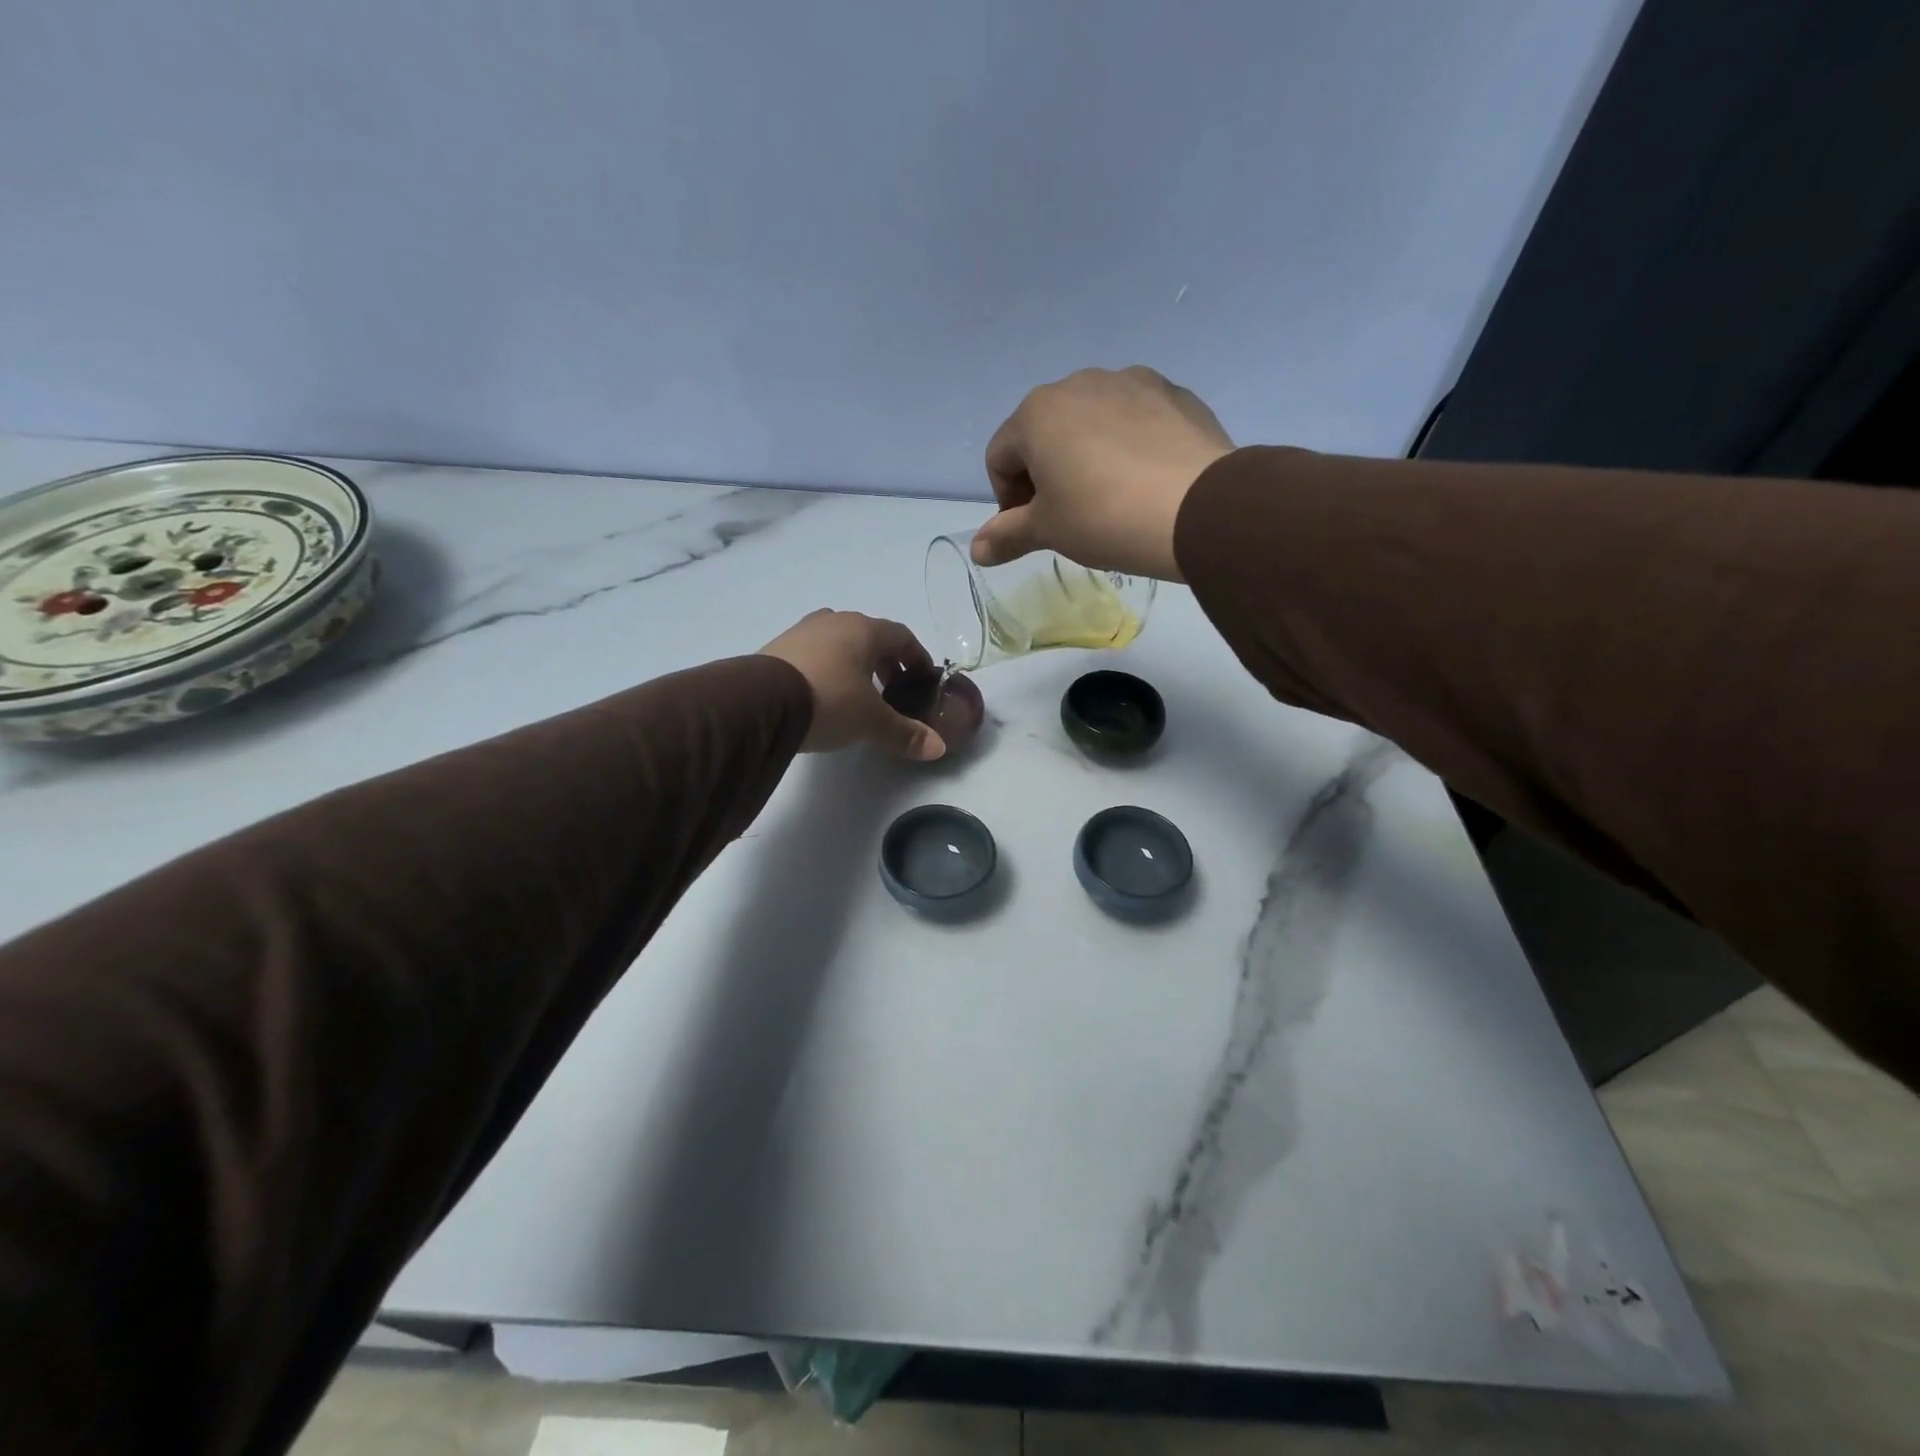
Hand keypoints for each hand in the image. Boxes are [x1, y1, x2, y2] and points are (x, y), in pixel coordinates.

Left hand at [760, 610, 945, 760]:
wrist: (760, 702)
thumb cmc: (829, 701)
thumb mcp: (871, 722)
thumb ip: (905, 733)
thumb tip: (938, 748)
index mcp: (864, 630)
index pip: (902, 636)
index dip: (917, 656)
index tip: (922, 678)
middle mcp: (835, 621)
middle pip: (870, 636)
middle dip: (885, 660)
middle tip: (892, 689)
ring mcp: (802, 631)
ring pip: (839, 641)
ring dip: (854, 662)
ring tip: (857, 692)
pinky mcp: (778, 647)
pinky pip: (814, 652)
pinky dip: (828, 667)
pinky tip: (824, 693)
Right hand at [973, 366, 1233, 580]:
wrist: (1199, 509)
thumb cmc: (1104, 518)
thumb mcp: (1049, 531)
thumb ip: (1007, 536)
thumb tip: (976, 550)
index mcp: (1037, 412)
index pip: (1000, 457)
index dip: (1007, 499)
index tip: (1032, 529)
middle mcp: (1079, 383)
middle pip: (1044, 433)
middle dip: (1046, 473)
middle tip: (1069, 516)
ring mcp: (1132, 381)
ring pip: (1091, 422)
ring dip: (1087, 456)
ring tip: (1112, 498)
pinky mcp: (1174, 393)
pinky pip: (1135, 420)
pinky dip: (1129, 446)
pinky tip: (1146, 482)